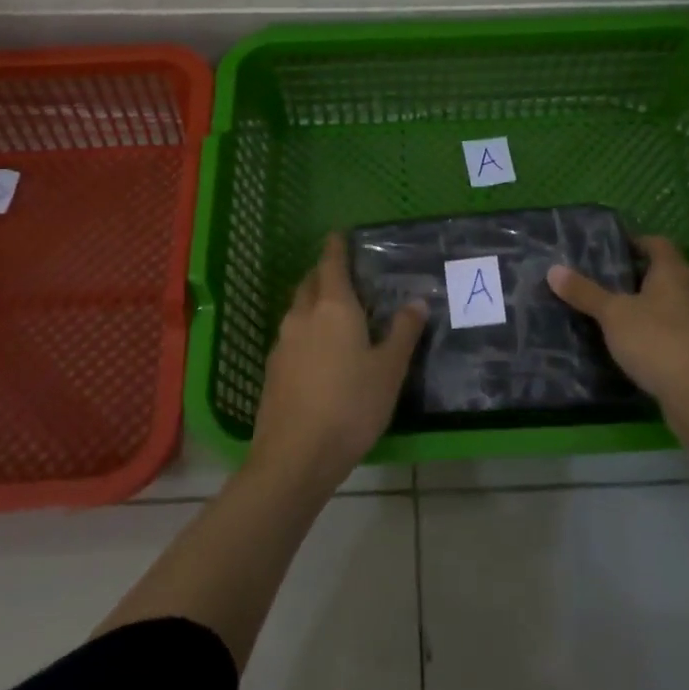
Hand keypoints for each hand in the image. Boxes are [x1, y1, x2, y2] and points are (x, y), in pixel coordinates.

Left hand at [250, 234, 426, 488]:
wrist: (295, 455)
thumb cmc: (351, 406)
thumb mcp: (389, 370)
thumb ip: (403, 332)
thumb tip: (416, 302)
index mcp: (334, 308)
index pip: (331, 264)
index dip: (335, 247)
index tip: (338, 234)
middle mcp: (302, 316)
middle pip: (310, 283)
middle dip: (323, 273)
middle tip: (342, 275)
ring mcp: (282, 343)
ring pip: (297, 309)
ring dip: (312, 302)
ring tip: (333, 313)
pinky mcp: (272, 369)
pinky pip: (291, 336)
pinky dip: (305, 330)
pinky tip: (318, 352)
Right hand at [548, 236, 688, 407]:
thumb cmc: (656, 340)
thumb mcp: (613, 314)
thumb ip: (585, 292)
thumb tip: (553, 269)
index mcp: (673, 271)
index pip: (657, 243)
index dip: (634, 242)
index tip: (607, 249)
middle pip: (662, 273)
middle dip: (634, 276)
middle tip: (600, 280)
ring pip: (666, 304)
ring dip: (642, 306)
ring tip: (608, 312)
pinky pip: (670, 331)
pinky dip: (650, 332)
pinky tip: (627, 344)